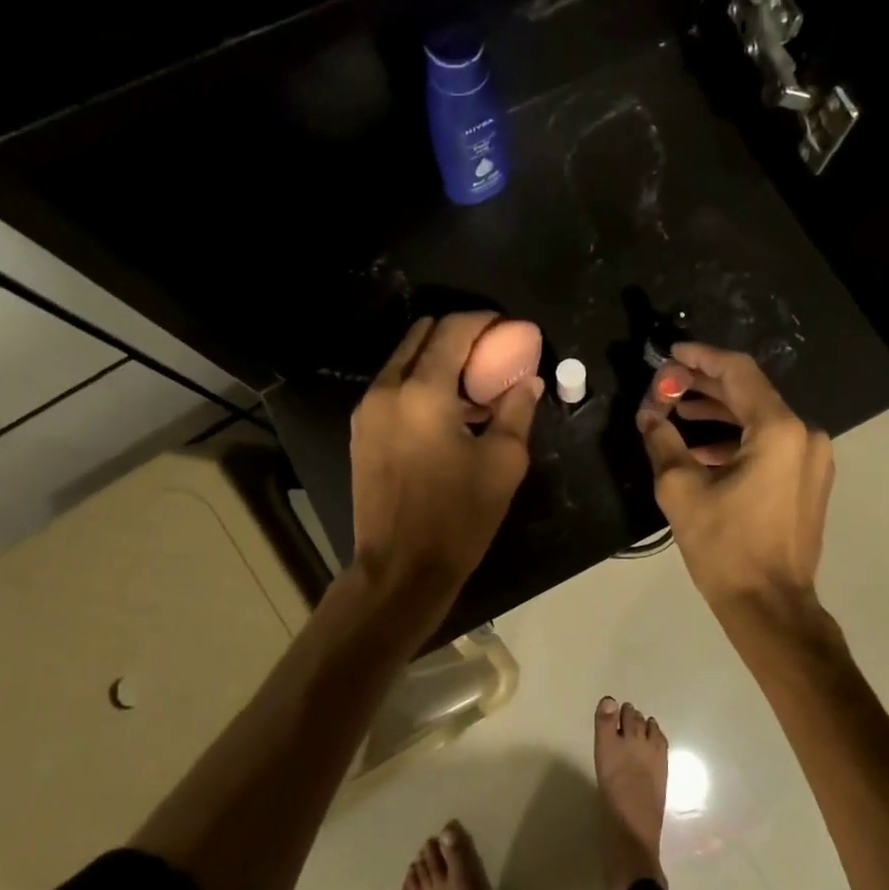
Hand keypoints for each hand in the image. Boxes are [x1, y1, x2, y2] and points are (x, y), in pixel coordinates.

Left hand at [350, 313, 540, 593]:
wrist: (401, 568)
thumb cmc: (458, 517)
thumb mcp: (503, 463)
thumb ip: (517, 411)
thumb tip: (528, 382)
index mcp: (423, 392)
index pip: (452, 331)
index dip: (482, 321)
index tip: (505, 327)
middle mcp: (387, 390)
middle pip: (421, 336)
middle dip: (456, 334)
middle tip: (489, 352)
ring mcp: (367, 411)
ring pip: (403, 362)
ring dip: (436, 360)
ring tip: (470, 386)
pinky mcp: (360, 433)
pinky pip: (392, 389)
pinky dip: (418, 384)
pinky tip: (444, 412)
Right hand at [637, 343, 833, 615]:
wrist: (770, 605)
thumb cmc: (725, 548)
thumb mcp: (682, 491)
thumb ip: (663, 442)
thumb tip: (648, 415)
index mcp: (779, 431)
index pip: (738, 373)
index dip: (701, 358)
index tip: (671, 353)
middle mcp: (805, 435)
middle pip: (751, 394)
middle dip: (705, 387)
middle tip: (666, 385)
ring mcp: (812, 459)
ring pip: (760, 420)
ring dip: (718, 415)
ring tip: (676, 415)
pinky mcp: (809, 480)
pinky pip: (770, 445)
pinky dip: (736, 440)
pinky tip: (701, 450)